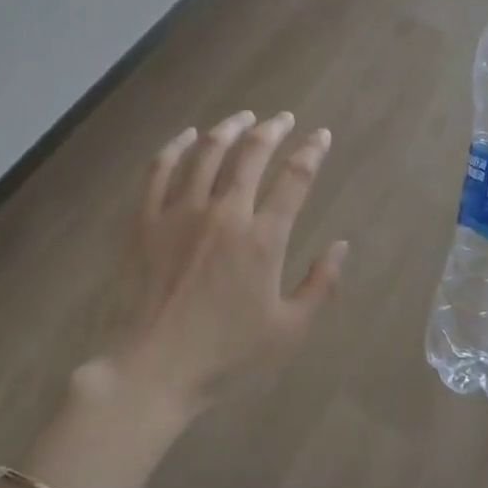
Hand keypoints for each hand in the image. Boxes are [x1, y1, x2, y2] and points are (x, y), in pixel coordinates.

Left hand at [94, 110, 347, 418]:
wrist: (149, 370)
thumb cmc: (223, 356)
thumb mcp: (288, 332)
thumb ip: (321, 286)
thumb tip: (342, 246)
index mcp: (261, 239)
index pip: (294, 179)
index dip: (311, 152)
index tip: (320, 136)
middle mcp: (223, 213)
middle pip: (251, 154)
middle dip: (272, 130)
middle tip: (283, 118)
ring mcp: (179, 212)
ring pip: (207, 153)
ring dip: (229, 128)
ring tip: (243, 118)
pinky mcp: (145, 220)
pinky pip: (159, 170)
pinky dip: (175, 146)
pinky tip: (187, 135)